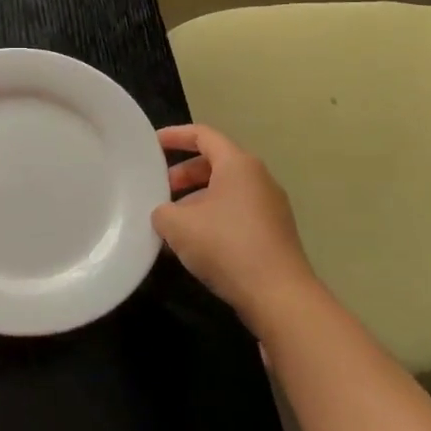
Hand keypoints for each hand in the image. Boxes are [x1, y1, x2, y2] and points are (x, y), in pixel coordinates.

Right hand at [153, 124, 320, 333]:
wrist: (278, 295)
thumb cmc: (226, 246)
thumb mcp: (177, 225)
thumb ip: (161, 211)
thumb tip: (164, 214)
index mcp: (238, 165)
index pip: (203, 135)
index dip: (175, 136)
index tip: (152, 144)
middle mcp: (258, 178)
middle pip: (215, 164)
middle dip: (183, 174)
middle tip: (159, 190)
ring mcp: (270, 206)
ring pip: (225, 192)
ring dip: (195, 201)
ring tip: (171, 223)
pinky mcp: (274, 233)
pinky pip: (236, 213)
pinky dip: (212, 219)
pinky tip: (194, 244)